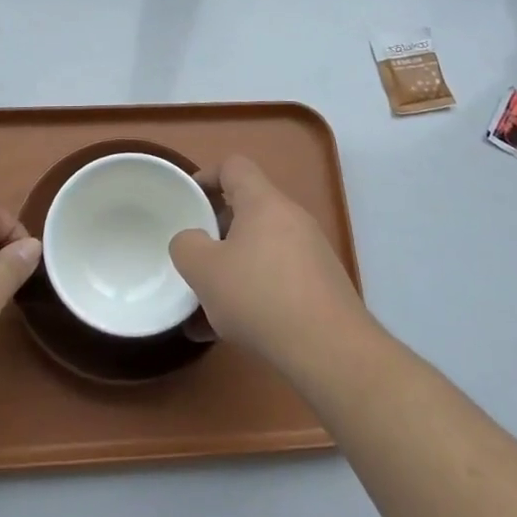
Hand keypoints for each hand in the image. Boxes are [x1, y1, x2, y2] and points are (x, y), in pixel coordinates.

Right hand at [169, 155, 365, 374]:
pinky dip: (252, 293)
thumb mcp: (204, 271)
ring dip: (232, 268)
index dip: (207, 175)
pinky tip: (229, 331)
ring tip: (206, 304)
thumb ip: (186, 246)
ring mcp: (311, 252)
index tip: (188, 200)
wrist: (330, 349)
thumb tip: (192, 241)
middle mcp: (291, 217)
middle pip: (247, 209)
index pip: (234, 166)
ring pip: (260, 249)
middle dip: (217, 230)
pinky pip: (277, 277)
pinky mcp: (321, 285)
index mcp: (263, 202)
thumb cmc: (260, 296)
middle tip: (196, 256)